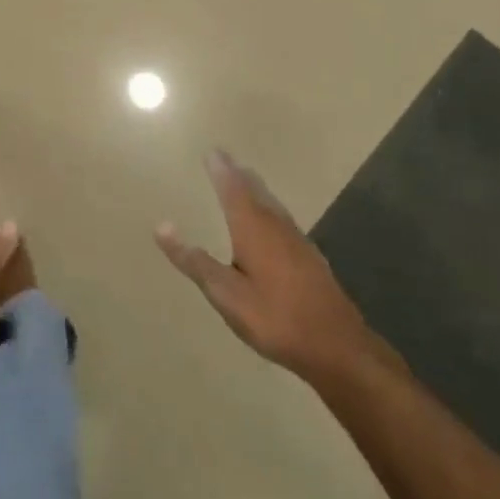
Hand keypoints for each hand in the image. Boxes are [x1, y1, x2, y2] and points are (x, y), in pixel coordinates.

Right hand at [157, 151, 378, 383]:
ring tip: (245, 179)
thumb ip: (195, 262)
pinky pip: (282, 218)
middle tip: (226, 159)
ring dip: (255, 188)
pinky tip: (272, 221)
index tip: (211, 150)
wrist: (338, 347)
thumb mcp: (226, 295)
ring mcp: (296, 239)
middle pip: (254, 189)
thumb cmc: (276, 318)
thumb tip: (161, 226)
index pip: (232, 188)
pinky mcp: (309, 257)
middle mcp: (275, 224)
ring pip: (271, 203)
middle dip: (238, 173)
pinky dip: (269, 207)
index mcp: (252, 227)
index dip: (221, 169)